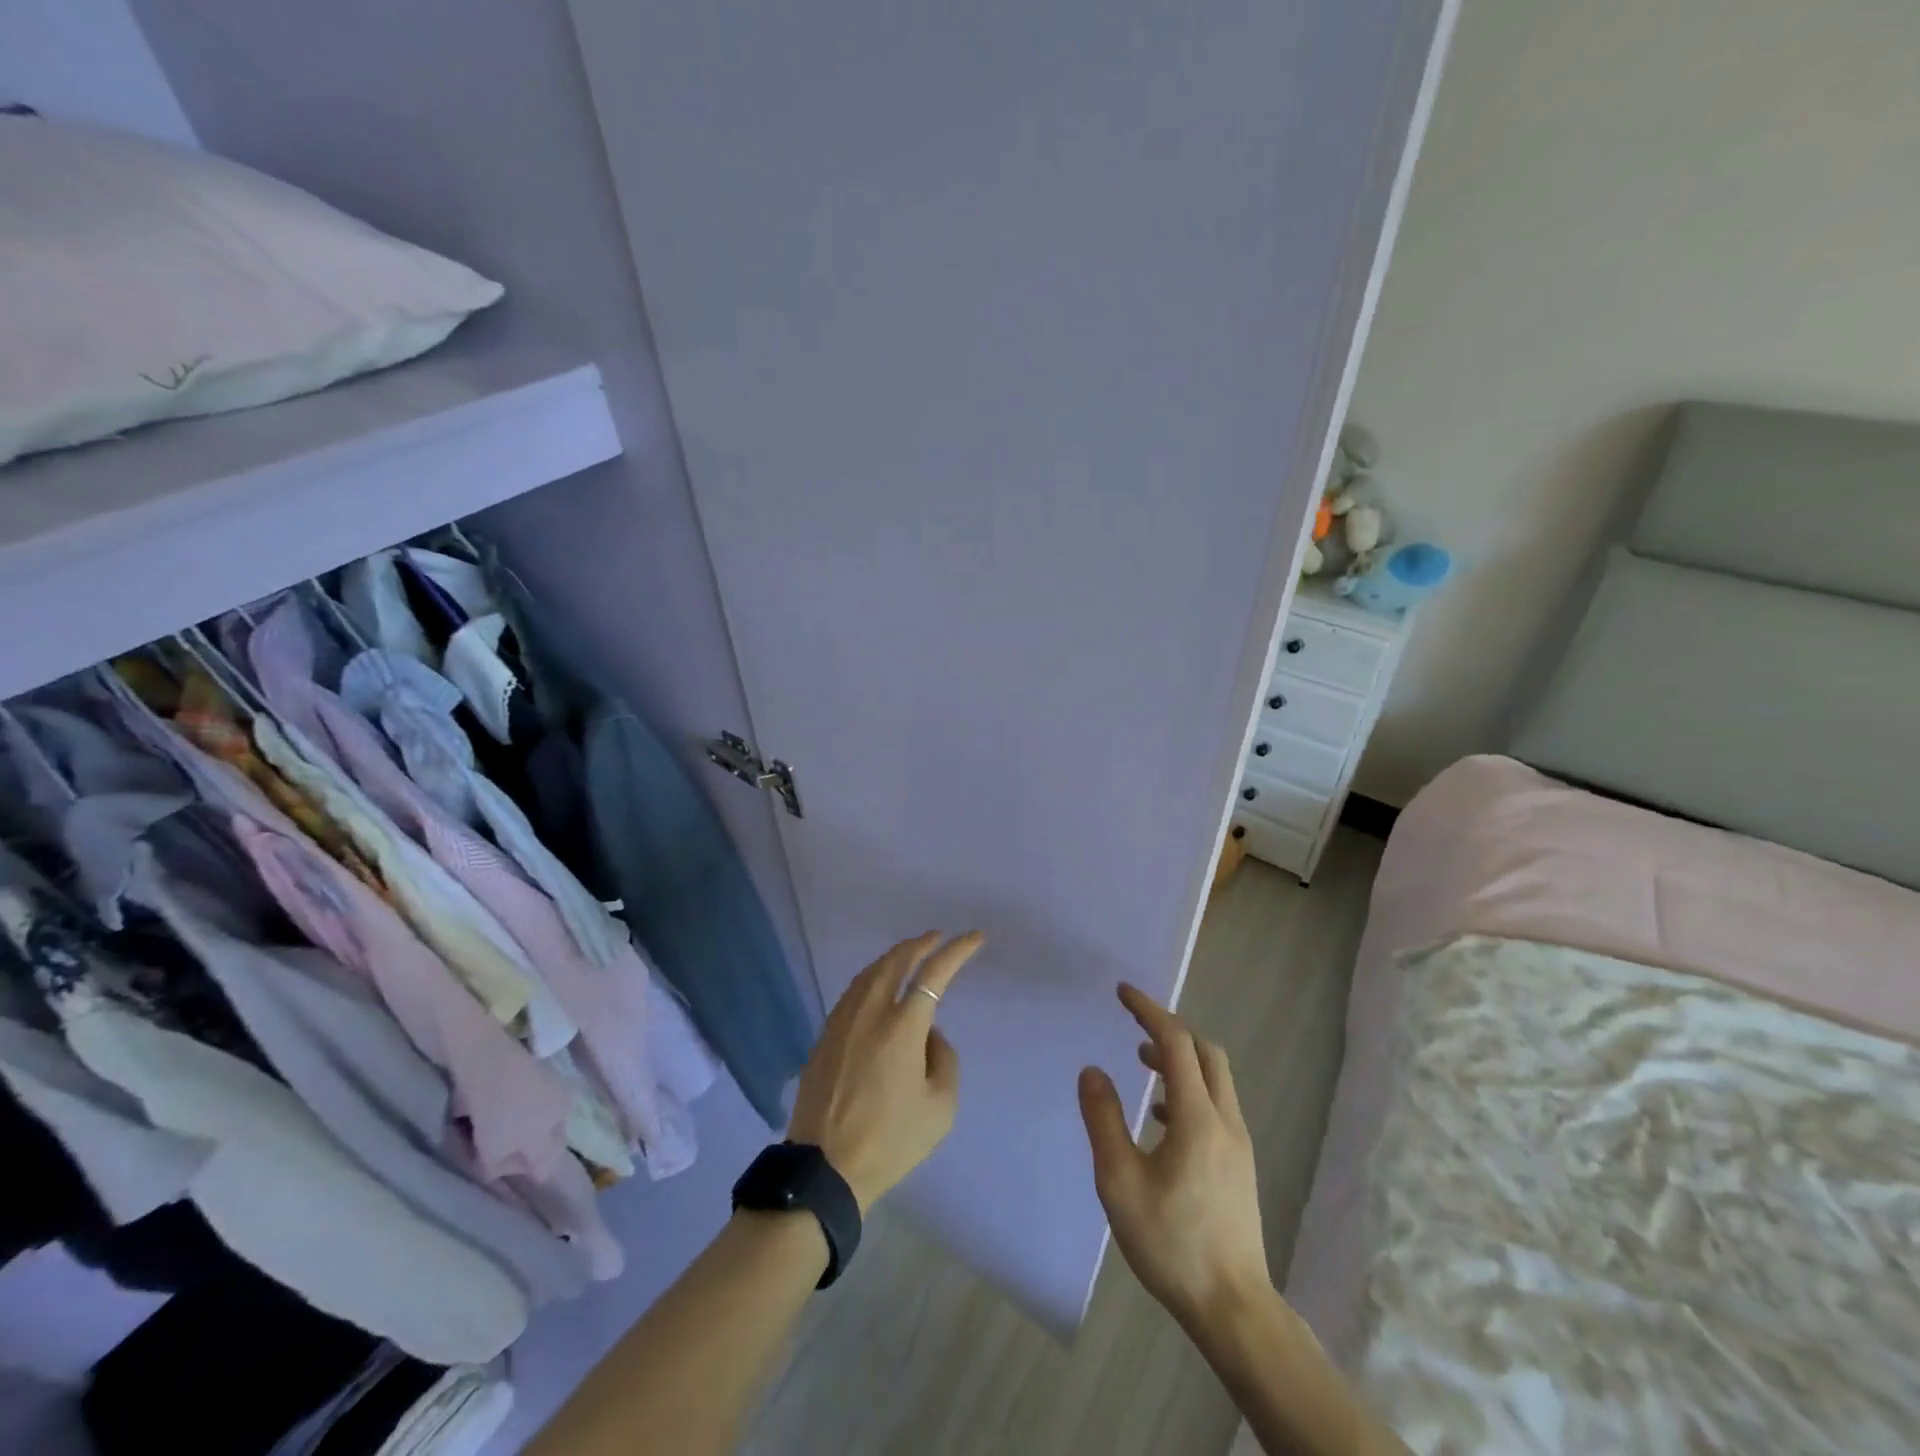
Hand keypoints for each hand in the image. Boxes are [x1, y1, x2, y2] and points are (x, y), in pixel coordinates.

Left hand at [788, 931, 981, 1212]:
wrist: (825, 1168)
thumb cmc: (890, 1141)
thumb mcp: (940, 1107)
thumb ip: (944, 1059)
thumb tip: (929, 1033)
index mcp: (902, 1027)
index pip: (934, 973)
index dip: (957, 951)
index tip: (974, 938)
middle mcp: (870, 1013)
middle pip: (896, 960)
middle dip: (921, 943)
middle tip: (938, 938)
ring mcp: (842, 1021)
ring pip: (870, 972)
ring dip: (894, 957)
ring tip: (911, 956)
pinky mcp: (825, 1035)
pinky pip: (853, 991)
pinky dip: (872, 977)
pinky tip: (878, 985)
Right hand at [1079, 983, 1270, 1332]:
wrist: (1232, 1307)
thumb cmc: (1171, 1242)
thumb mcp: (1120, 1181)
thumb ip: (1104, 1119)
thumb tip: (1092, 1070)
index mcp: (1197, 1117)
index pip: (1176, 1042)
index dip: (1149, 1010)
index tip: (1122, 992)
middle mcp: (1225, 1120)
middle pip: (1205, 1051)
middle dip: (1170, 1028)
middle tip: (1135, 1024)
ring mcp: (1238, 1143)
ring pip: (1215, 1077)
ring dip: (1181, 1058)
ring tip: (1143, 1062)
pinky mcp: (1240, 1163)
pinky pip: (1217, 1104)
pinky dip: (1190, 1088)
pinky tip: (1163, 1117)